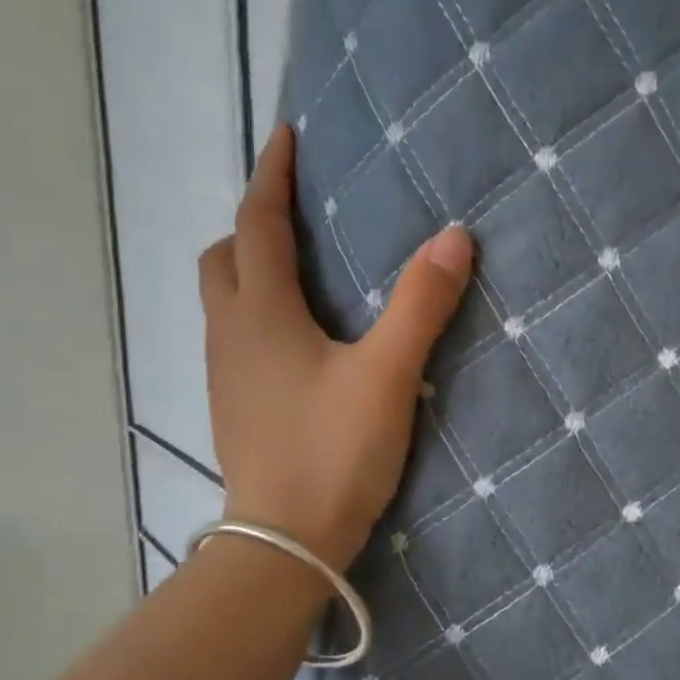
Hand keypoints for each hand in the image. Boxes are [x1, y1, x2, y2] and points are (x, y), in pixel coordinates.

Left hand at [198, 125, 473, 568]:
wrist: (285, 542)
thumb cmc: (333, 452)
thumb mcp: (387, 374)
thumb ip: (420, 305)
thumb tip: (455, 236)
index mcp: (261, 314)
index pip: (258, 224)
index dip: (271, 176)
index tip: (287, 137)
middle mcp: (230, 335)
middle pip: (224, 259)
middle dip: (253, 226)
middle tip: (296, 217)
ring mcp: (225, 376)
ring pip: (224, 302)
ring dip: (251, 271)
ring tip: (300, 272)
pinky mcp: (235, 410)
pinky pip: (236, 340)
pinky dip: (257, 316)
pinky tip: (298, 342)